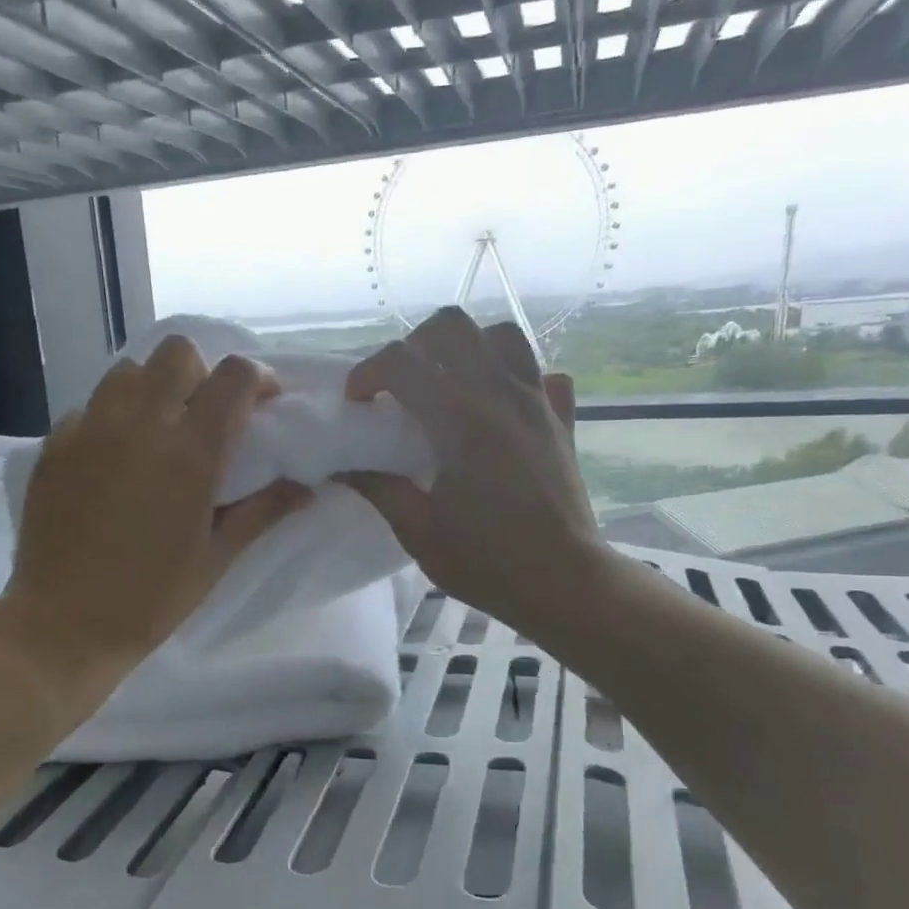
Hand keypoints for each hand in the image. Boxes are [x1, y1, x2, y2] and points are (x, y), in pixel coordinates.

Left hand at [1, 336, 311, 686]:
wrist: (63, 626)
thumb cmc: (151, 599)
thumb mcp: (216, 558)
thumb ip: (263, 511)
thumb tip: (307, 488)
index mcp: (190, 454)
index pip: (235, 377)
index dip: (258, 379)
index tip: (263, 404)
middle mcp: (139, 425)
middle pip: (178, 353)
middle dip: (203, 374)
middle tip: (206, 417)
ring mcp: (89, 430)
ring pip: (128, 372)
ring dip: (154, 389)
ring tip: (158, 432)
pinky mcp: (54, 445)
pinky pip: (90, 407)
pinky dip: (112, 419)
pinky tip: (114, 462)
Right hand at [341, 309, 602, 642]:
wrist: (564, 582)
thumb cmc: (487, 562)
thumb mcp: (418, 531)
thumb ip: (379, 487)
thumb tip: (344, 465)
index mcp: (460, 420)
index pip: (402, 362)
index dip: (367, 374)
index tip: (357, 404)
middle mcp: (501, 394)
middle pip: (452, 327)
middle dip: (414, 345)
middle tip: (401, 386)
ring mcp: (538, 401)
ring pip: (501, 336)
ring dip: (466, 349)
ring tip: (449, 385)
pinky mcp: (562, 419)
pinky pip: (541, 373)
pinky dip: (516, 377)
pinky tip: (500, 407)